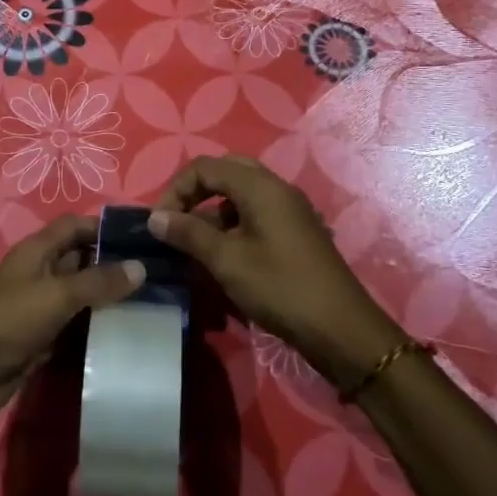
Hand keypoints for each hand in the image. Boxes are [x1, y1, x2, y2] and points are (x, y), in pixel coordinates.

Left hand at [0, 214, 144, 438]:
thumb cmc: (6, 321)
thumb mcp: (55, 295)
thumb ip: (98, 281)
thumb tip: (140, 267)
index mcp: (37, 251)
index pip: (76, 226)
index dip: (105, 227)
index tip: (144, 238)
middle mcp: (39, 274)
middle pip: (81, 260)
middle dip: (114, 265)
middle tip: (159, 274)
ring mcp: (39, 309)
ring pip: (81, 296)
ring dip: (108, 300)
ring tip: (153, 304)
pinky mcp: (40, 341)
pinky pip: (75, 328)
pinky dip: (96, 329)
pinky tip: (126, 335)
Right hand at [150, 155, 404, 389]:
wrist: (341, 328)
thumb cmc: (280, 288)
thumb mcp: (227, 261)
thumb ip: (189, 233)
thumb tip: (155, 218)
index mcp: (259, 186)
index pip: (205, 167)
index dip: (176, 189)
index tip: (160, 223)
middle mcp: (276, 188)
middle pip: (225, 172)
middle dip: (195, 192)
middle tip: (177, 221)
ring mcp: (289, 209)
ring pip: (241, 193)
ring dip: (213, 210)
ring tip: (194, 243)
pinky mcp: (295, 231)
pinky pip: (255, 212)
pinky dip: (232, 223)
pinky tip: (223, 255)